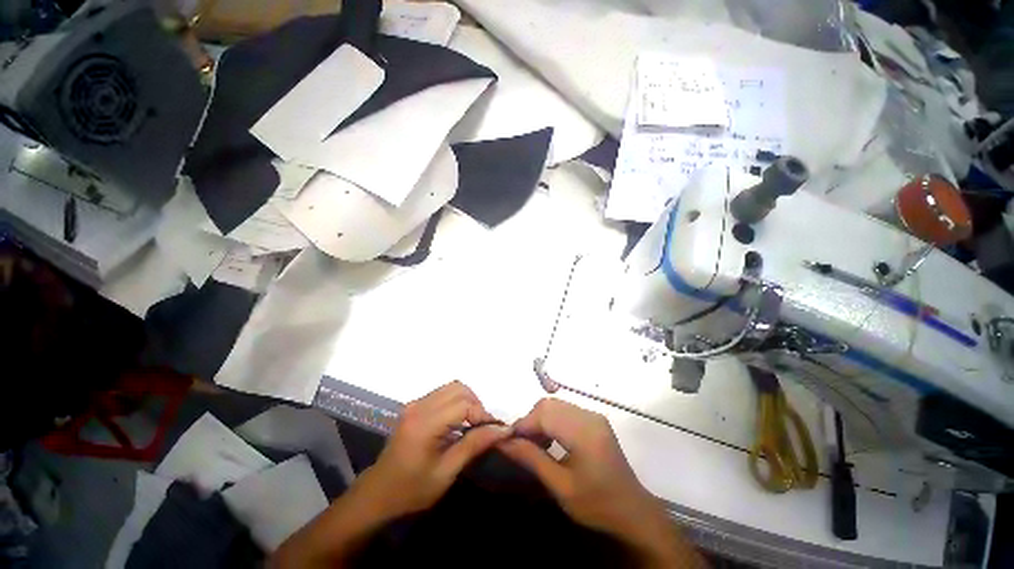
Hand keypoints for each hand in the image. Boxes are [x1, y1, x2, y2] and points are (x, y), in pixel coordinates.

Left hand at [272, 382, 510, 567]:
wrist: (377, 494)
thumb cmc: (411, 489)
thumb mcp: (446, 472)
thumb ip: (474, 446)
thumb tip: (502, 429)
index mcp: (425, 424)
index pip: (463, 404)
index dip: (483, 414)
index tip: (495, 430)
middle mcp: (419, 406)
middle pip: (459, 389)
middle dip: (477, 404)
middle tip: (484, 426)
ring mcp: (415, 404)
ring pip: (452, 387)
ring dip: (468, 401)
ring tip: (473, 423)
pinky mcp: (414, 406)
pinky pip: (443, 393)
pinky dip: (457, 401)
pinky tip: (459, 421)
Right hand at [499, 398, 705, 567]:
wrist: (633, 512)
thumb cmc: (597, 504)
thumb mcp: (561, 487)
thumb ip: (531, 459)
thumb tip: (504, 441)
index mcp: (584, 432)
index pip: (544, 414)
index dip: (523, 425)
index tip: (508, 441)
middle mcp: (589, 416)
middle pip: (549, 405)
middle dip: (530, 421)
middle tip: (521, 444)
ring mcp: (594, 416)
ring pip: (556, 406)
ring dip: (540, 420)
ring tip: (534, 444)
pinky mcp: (595, 421)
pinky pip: (566, 411)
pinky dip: (552, 421)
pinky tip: (550, 440)